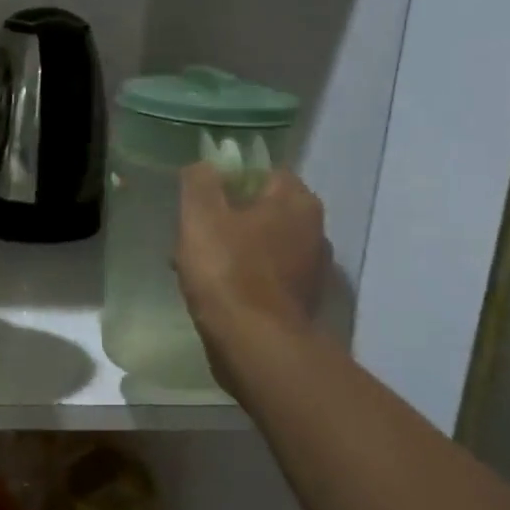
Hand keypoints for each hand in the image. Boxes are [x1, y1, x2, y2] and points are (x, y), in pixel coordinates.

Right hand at [175, 165, 326, 380]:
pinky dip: (242, 277)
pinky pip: (265, 276)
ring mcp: (311, 270)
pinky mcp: (300, 302)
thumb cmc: (227, 270)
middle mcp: (314, 230)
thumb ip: (200, 181)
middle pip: (263, 210)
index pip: (264, 172)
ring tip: (197, 265)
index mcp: (296, 202)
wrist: (254, 343)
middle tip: (194, 232)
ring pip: (263, 245)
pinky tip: (216, 290)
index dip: (229, 180)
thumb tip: (204, 166)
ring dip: (234, 249)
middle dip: (228, 217)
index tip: (201, 198)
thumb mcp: (200, 215)